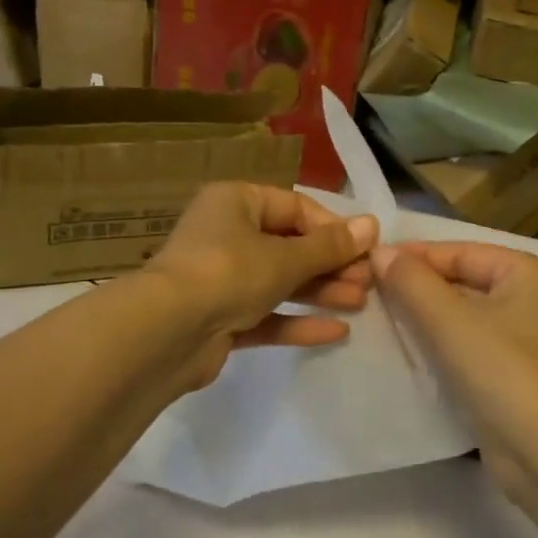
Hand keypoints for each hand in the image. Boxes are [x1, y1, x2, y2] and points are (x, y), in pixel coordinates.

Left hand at [143, 182, 378, 388]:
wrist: (165, 334)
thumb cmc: (228, 273)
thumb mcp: (286, 257)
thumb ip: (330, 246)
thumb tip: (373, 225)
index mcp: (236, 203)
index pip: (295, 207)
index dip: (332, 227)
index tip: (365, 249)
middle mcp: (226, 235)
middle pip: (289, 246)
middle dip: (331, 264)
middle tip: (368, 281)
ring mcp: (221, 279)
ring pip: (280, 281)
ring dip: (320, 291)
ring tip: (360, 303)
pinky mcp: (220, 319)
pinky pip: (266, 314)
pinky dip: (297, 320)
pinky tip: (335, 332)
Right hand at [373, 241, 537, 494]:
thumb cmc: (500, 369)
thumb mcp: (448, 319)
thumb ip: (411, 282)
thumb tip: (379, 252)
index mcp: (524, 272)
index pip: (458, 252)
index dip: (413, 256)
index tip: (368, 264)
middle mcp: (528, 298)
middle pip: (460, 280)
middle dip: (416, 286)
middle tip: (367, 290)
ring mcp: (520, 338)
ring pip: (461, 314)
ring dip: (423, 315)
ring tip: (378, 315)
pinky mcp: (508, 373)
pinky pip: (465, 343)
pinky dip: (437, 342)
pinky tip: (404, 347)